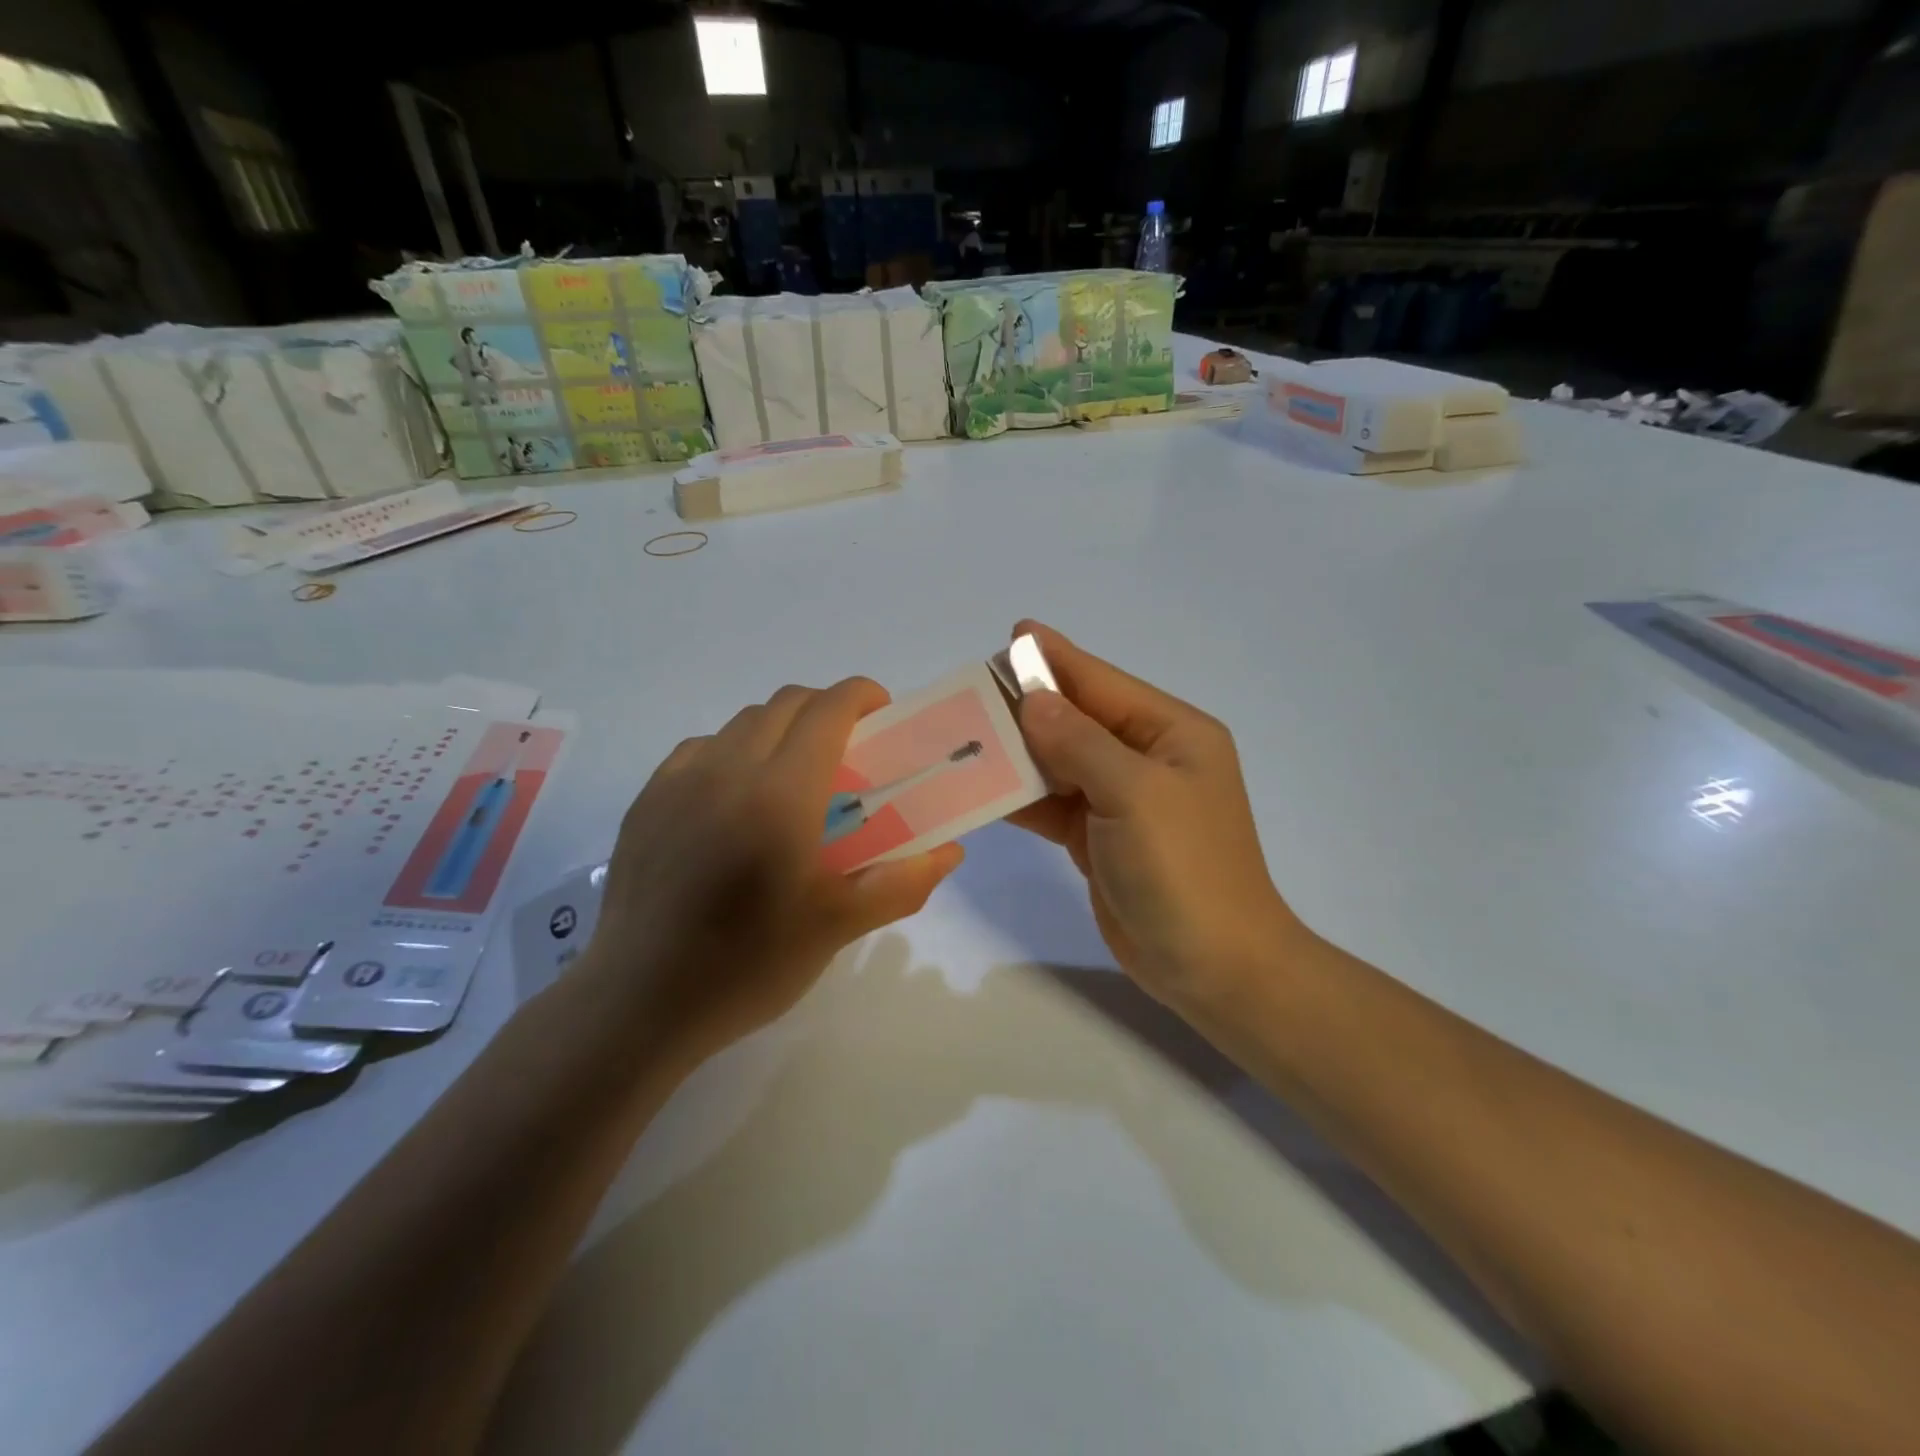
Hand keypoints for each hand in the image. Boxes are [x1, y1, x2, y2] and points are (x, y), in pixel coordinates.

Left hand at [577, 680, 964, 1061]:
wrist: (640, 1002)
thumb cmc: (749, 964)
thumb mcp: (838, 926)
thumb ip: (902, 882)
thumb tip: (950, 851)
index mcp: (781, 793)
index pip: (827, 710)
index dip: (861, 696)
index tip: (883, 715)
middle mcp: (728, 769)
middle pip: (786, 704)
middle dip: (826, 709)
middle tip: (849, 751)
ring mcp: (679, 781)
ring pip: (742, 722)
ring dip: (781, 728)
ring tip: (794, 776)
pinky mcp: (647, 800)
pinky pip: (701, 748)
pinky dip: (733, 750)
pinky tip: (736, 797)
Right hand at [1008, 622, 1303, 1014]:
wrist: (1212, 966)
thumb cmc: (1184, 870)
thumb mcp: (1135, 795)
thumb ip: (1080, 743)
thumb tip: (1033, 700)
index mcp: (1172, 733)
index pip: (1103, 684)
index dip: (1056, 660)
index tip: (1012, 634)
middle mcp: (1148, 758)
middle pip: (1077, 720)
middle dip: (1027, 705)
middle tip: (971, 690)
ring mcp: (1123, 800)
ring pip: (1060, 762)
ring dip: (1018, 751)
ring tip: (964, 733)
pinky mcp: (1100, 837)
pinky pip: (1054, 803)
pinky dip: (1022, 795)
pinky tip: (983, 785)